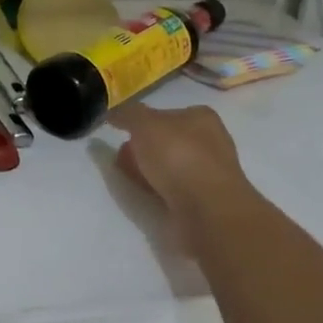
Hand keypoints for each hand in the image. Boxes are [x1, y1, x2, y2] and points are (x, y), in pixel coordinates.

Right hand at [111, 104, 253, 251]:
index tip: (122, 134)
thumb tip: (112, 112)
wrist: (207, 211)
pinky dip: (158, 192)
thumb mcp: (145, 124)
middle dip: (142, 150)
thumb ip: (127, 114)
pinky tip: (148, 197)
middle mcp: (209, 142)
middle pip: (166, 142)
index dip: (141, 123)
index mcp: (202, 118)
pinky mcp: (204, 201)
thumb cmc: (179, 157)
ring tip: (130, 180)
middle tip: (122, 159)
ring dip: (148, 173)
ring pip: (169, 168)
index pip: (165, 114)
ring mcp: (208, 174)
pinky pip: (173, 191)